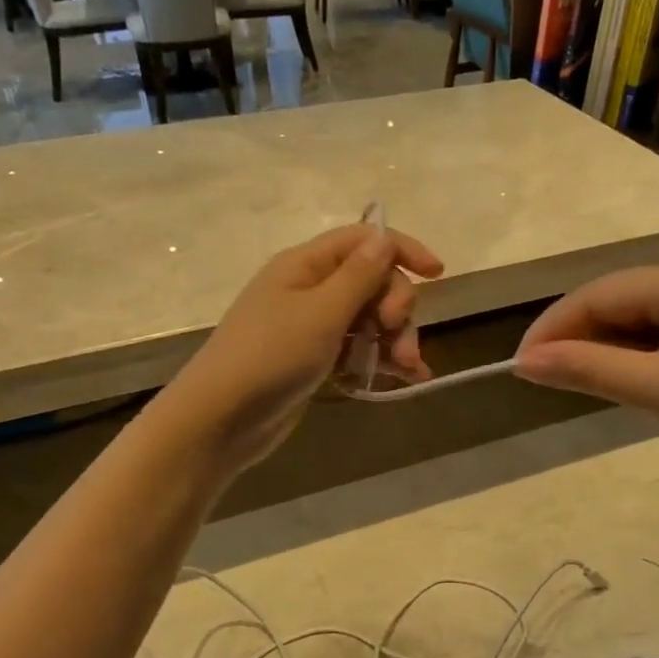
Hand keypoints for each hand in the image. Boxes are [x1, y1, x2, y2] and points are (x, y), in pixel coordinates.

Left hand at [154, 223, 443, 473]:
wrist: (220, 420)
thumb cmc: (270, 356)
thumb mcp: (322, 312)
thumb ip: (359, 276)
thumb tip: (384, 237)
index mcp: (306, 264)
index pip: (363, 240)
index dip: (402, 250)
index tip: (438, 274)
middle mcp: (310, 288)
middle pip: (372, 281)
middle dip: (397, 306)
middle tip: (397, 334)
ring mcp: (312, 325)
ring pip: (370, 319)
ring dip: (395, 338)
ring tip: (407, 368)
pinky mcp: (315, 359)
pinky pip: (358, 349)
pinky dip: (381, 360)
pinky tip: (406, 379)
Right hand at [513, 256, 658, 493]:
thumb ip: (590, 369)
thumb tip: (523, 363)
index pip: (601, 293)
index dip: (554, 326)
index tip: (519, 364)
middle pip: (619, 300)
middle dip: (578, 336)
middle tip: (540, 375)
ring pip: (640, 317)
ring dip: (605, 347)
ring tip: (572, 379)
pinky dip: (636, 354)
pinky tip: (620, 376)